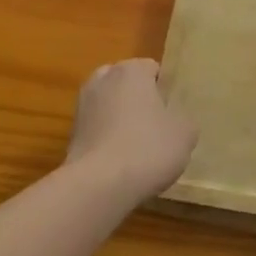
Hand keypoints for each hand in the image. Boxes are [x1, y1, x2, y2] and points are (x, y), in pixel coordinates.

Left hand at [65, 60, 197, 203]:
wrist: (98, 187)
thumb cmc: (147, 148)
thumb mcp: (185, 133)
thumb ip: (183, 119)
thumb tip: (176, 121)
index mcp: (131, 70)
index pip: (152, 69)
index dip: (165, 90)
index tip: (173, 112)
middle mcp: (102, 80)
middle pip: (127, 85)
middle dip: (139, 100)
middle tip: (157, 126)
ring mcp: (82, 107)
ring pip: (109, 107)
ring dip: (120, 120)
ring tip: (138, 148)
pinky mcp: (70, 135)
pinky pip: (97, 130)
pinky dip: (107, 140)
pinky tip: (120, 163)